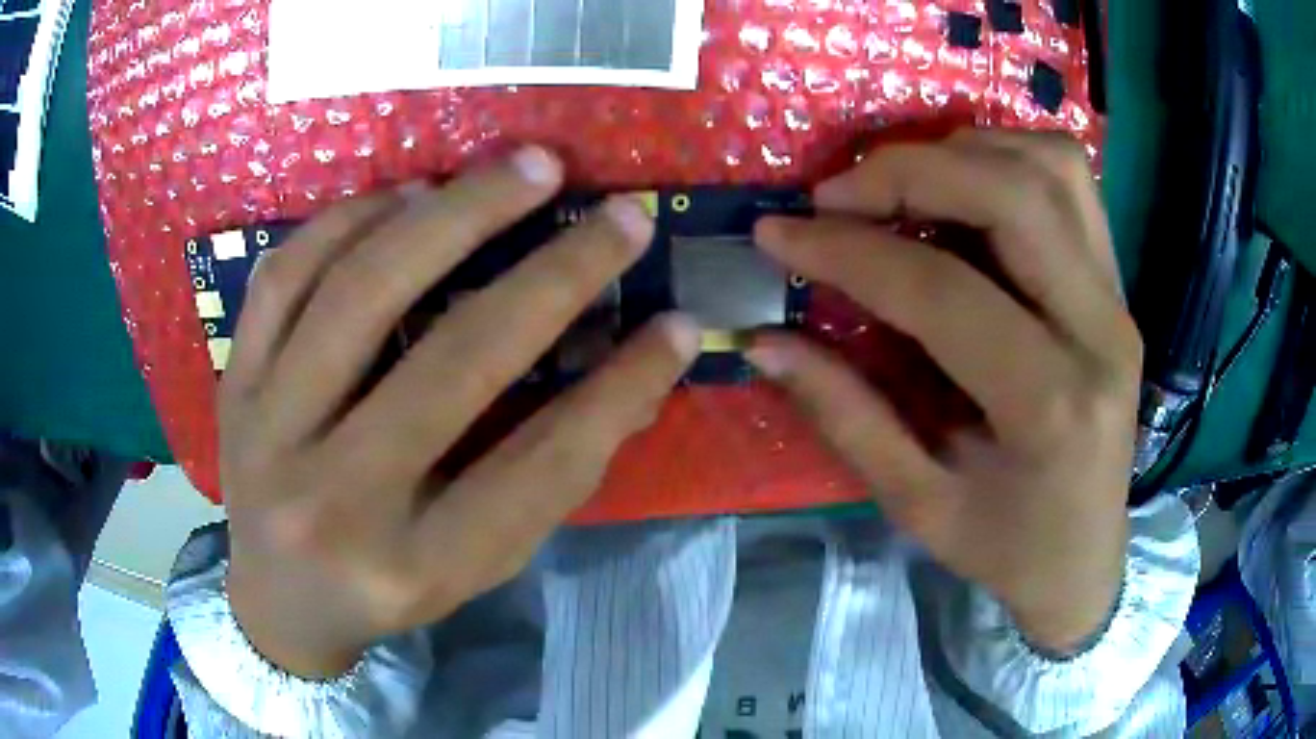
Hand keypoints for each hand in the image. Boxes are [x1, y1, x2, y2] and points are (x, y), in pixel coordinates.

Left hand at [221, 147, 698, 677]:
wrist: (277, 600)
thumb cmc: (386, 587)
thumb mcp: (475, 562)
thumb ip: (549, 474)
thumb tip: (637, 371)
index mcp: (413, 564)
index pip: (539, 466)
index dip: (621, 387)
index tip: (677, 323)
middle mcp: (335, 502)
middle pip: (453, 362)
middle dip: (553, 274)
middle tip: (616, 213)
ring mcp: (268, 433)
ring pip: (358, 294)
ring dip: (452, 214)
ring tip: (519, 170)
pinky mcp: (234, 384)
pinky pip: (284, 277)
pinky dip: (350, 219)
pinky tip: (406, 193)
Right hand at [749, 130, 1140, 653]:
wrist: (1087, 557)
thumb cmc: (1007, 549)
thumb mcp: (918, 505)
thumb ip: (845, 415)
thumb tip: (765, 340)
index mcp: (1051, 407)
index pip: (943, 290)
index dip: (848, 251)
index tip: (778, 233)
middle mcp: (1100, 332)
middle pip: (1013, 195)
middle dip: (909, 170)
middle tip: (837, 194)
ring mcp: (1118, 298)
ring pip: (1051, 167)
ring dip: (964, 152)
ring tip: (902, 184)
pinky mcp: (1118, 284)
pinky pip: (1071, 181)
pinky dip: (1009, 158)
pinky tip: (965, 188)